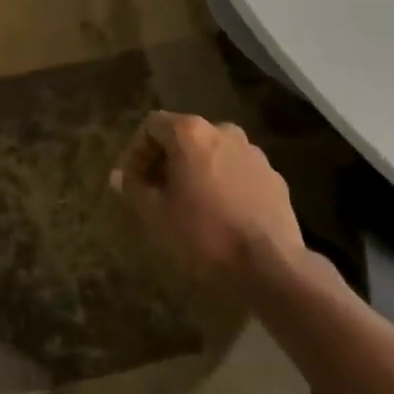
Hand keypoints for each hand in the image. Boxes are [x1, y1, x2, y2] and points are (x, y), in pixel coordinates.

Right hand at [111, 111, 313, 290]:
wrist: (272, 268)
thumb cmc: (205, 235)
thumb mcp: (156, 216)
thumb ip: (133, 189)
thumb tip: (118, 176)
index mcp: (190, 132)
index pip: (152, 125)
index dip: (136, 152)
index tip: (132, 182)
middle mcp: (222, 130)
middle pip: (184, 136)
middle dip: (166, 161)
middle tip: (158, 194)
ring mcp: (253, 152)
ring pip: (213, 153)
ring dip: (197, 172)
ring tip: (191, 206)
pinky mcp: (274, 177)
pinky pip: (238, 172)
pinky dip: (224, 185)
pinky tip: (223, 216)